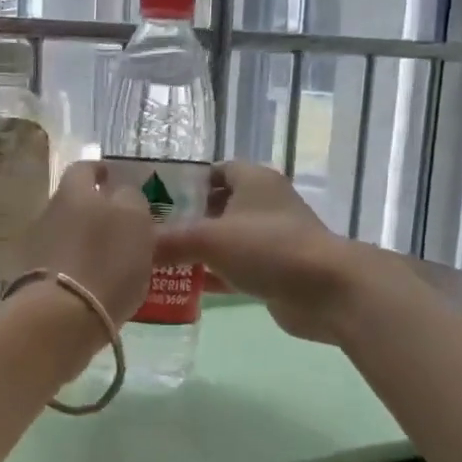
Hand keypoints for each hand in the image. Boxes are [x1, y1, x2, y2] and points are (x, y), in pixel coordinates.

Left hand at [22, 161, 155, 323]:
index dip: (100, 171)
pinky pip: (63, 264)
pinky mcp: (34, 279)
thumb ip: (132, 201)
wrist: (61, 316)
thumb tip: (123, 195)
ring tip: (114, 259)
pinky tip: (96, 284)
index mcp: (74, 191)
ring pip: (69, 234)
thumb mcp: (135, 221)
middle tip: (123, 224)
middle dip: (96, 210)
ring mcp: (37, 247)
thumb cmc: (105, 260)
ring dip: (88, 241)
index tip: (112, 177)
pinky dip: (79, 268)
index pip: (85, 168)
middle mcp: (50, 212)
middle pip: (75, 203)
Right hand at [154, 161, 368, 342]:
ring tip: (157, 260)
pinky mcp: (274, 271)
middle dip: (185, 219)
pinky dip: (212, 276)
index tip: (153, 197)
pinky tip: (181, 287)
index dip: (184, 181)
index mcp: (253, 180)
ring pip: (225, 240)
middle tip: (149, 233)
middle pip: (216, 205)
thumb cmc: (268, 248)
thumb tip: (134, 249)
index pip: (214, 170)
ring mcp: (270, 239)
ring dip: (197, 251)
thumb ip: (169, 241)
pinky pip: (234, 269)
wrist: (327, 291)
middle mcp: (263, 205)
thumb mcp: (210, 239)